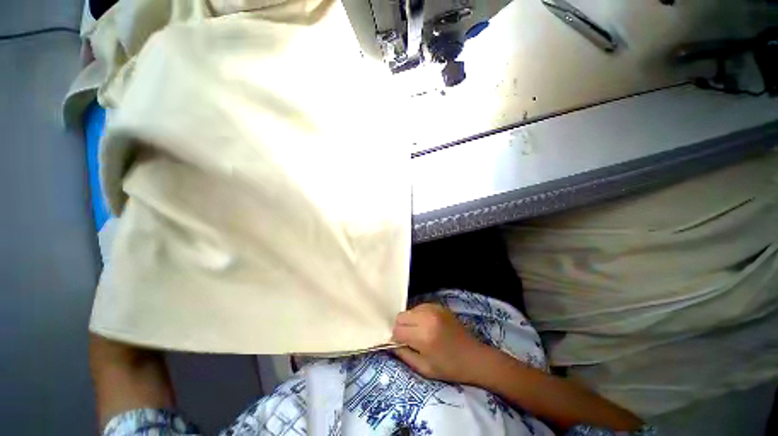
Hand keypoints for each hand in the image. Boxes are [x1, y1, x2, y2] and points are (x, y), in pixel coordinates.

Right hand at [391, 303, 486, 384]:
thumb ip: (404, 355)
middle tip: (410, 338)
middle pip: (400, 316)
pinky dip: (418, 315)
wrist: (474, 357)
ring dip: (410, 320)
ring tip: (420, 332)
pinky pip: (420, 307)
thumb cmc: (449, 368)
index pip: (397, 330)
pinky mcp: (439, 306)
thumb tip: (390, 344)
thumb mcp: (424, 369)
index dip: (396, 338)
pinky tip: (427, 325)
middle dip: (401, 327)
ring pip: (409, 310)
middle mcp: (427, 318)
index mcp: (423, 336)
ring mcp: (433, 309)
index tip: (402, 345)